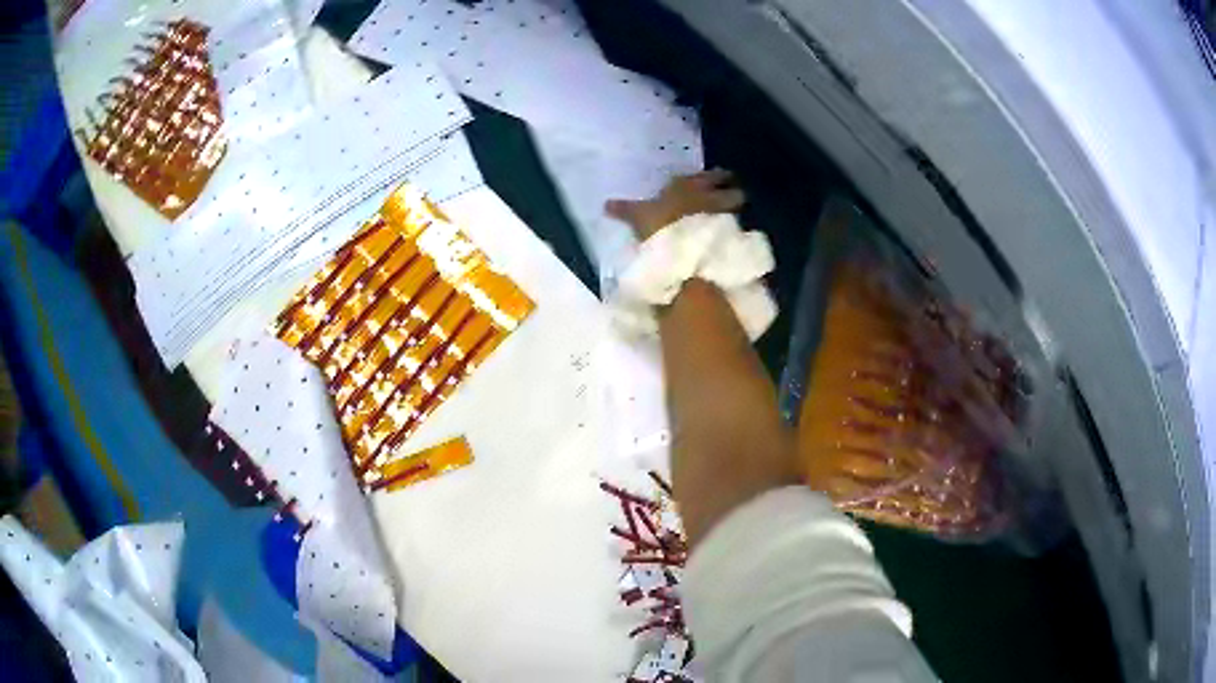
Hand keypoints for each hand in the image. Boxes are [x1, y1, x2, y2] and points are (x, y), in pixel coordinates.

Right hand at [605, 169, 745, 240]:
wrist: (682, 252)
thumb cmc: (658, 227)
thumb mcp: (638, 217)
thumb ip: (625, 209)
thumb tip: (606, 204)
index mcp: (685, 185)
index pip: (705, 175)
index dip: (713, 176)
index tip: (719, 177)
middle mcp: (708, 194)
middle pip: (728, 184)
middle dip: (731, 187)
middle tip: (733, 190)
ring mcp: (722, 213)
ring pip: (736, 202)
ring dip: (735, 206)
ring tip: (733, 213)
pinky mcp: (730, 233)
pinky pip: (738, 225)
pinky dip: (737, 228)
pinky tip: (733, 234)